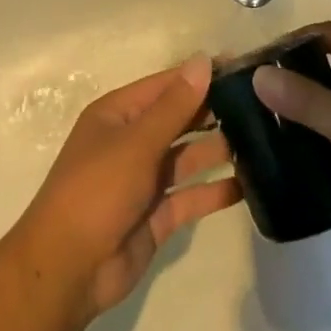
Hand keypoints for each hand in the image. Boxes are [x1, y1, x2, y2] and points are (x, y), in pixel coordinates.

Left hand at [14, 58, 240, 323]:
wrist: (68, 270)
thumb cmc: (97, 190)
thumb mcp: (136, 142)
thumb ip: (175, 105)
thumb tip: (202, 61)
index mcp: (117, 115)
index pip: (166, 85)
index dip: (200, 76)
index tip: (242, 68)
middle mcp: (131, 142)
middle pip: (179, 119)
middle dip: (214, 112)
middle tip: (261, 105)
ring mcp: (145, 181)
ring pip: (188, 157)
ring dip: (219, 149)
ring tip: (263, 140)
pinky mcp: (157, 216)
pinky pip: (192, 196)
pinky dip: (216, 191)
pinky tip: (249, 184)